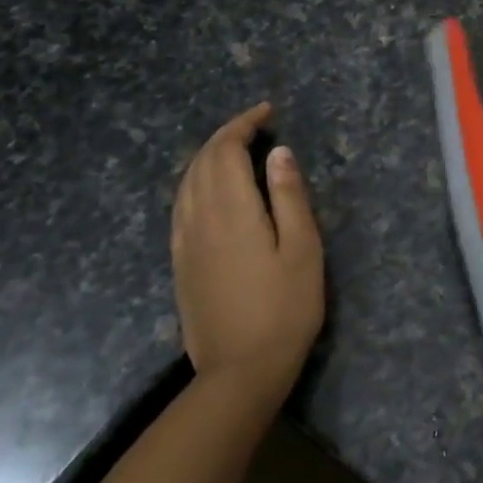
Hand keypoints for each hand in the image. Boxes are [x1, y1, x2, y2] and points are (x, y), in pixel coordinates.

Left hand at [170, 102, 324, 397]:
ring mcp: (184, 242)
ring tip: (236, 150)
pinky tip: (212, 191)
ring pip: (186, 183)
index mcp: (230, 211)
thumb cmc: (285, 308)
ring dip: (208, 157)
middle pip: (201, 162)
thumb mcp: (303, 249)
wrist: (240, 371)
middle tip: (256, 126)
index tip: (267, 112)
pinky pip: (181, 206)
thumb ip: (289, 196)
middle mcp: (198, 219)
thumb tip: (279, 152)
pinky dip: (196, 183)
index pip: (225, 150)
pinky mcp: (180, 263)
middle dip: (225, 135)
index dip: (243, 124)